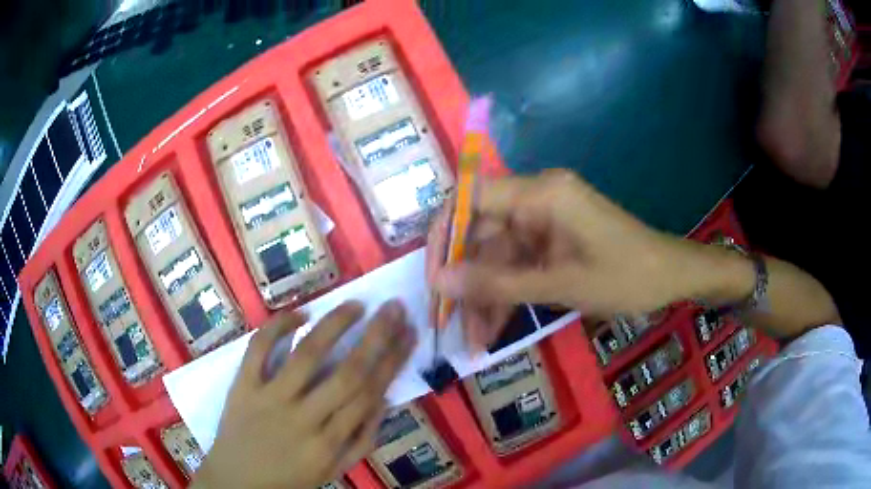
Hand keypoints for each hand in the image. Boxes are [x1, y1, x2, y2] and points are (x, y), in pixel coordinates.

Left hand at [193, 301, 415, 488]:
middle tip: (393, 308)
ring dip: (334, 325)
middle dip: (376, 337)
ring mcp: (269, 398)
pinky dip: (277, 327)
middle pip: (347, 373)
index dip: (393, 361)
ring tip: (356, 304)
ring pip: (306, 355)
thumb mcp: (333, 471)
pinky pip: (258, 350)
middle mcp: (303, 418)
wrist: (237, 481)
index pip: (369, 394)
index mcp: (329, 442)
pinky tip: (300, 314)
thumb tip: (383, 400)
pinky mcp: (243, 386)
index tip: (408, 333)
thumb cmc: (289, 478)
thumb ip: (361, 440)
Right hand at [428, 170, 690, 347]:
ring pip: (498, 257)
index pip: (471, 199)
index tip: (434, 279)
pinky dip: (507, 295)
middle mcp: (537, 198)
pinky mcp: (552, 241)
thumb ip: (497, 283)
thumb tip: (439, 282)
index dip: (444, 236)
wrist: (671, 278)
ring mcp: (545, 221)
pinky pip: (518, 265)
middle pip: (482, 234)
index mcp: (541, 193)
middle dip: (466, 282)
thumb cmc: (626, 277)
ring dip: (485, 298)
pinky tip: (494, 329)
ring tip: (474, 342)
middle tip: (450, 325)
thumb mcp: (560, 285)